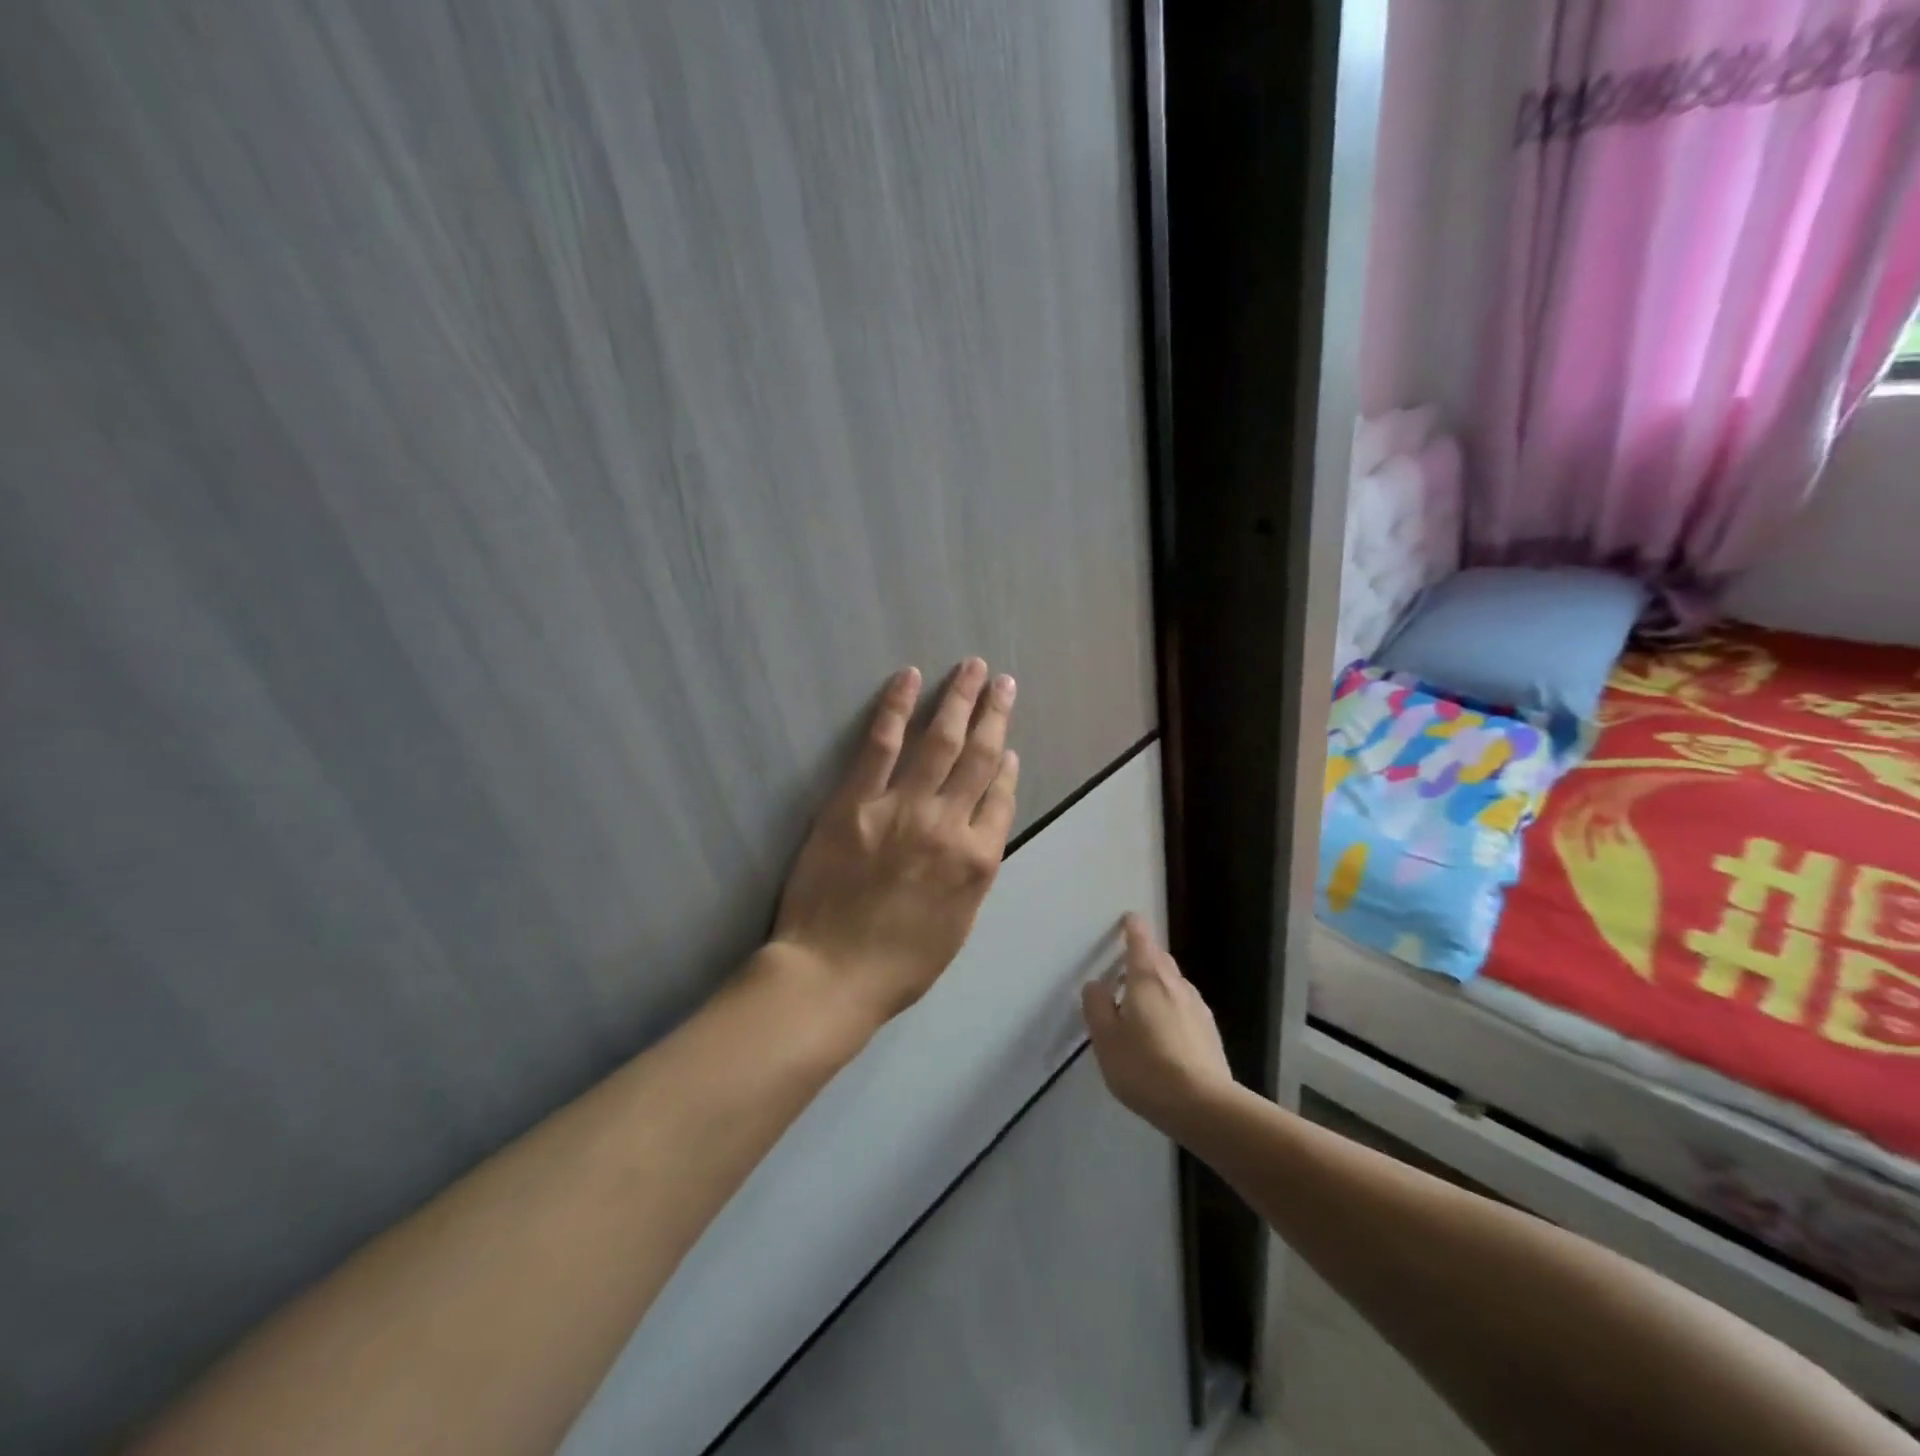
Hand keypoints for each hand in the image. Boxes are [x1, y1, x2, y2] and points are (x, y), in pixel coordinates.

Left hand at [770, 659, 1019, 1026]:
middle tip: (1003, 681)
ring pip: (940, 741)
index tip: (1007, 745)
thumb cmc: (899, 963)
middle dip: (994, 714)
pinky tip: (908, 678)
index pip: (1000, 797)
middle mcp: (948, 825)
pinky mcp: (855, 801)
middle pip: (979, 757)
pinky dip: (896, 707)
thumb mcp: (958, 925)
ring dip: (959, 699)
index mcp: (977, 861)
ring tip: (973, 668)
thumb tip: (980, 830)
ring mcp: (902, 808)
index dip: (1006, 766)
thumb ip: (973, 874)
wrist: (833, 974)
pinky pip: (881, 744)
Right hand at [1082, 915, 1234, 1136]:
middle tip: (1126, 966)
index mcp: (1146, 979)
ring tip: (1141, 1002)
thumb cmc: (1145, 1067)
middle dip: (1144, 956)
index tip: (1128, 919)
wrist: (1204, 1106)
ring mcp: (1197, 1007)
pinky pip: (1185, 1006)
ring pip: (1174, 983)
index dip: (1133, 928)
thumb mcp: (1105, 1039)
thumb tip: (1096, 984)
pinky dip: (1171, 1006)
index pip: (1140, 941)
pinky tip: (1164, 1030)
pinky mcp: (1209, 1031)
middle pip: (1159, 959)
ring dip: (1158, 983)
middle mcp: (1175, 984)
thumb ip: (1097, 1007)